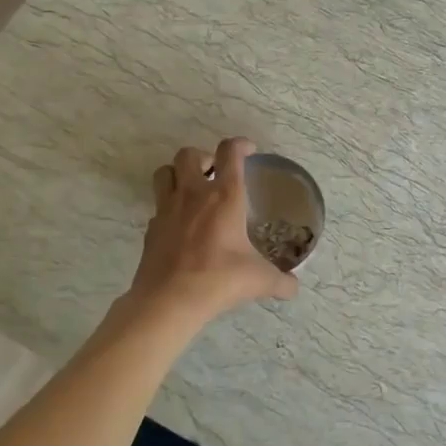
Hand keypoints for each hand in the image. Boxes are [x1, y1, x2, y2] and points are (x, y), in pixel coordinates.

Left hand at [126, 138, 299, 324]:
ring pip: (164, 172)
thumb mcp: (259, 280)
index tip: (249, 150)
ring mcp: (167, 209)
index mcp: (224, 196)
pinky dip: (169, 207)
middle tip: (215, 173)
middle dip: (203, 157)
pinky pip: (158, 206)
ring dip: (178, 173)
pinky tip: (180, 225)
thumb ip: (281, 281)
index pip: (230, 152)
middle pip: (189, 154)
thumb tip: (294, 287)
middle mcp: (193, 194)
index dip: (240, 144)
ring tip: (192, 189)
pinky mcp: (151, 228)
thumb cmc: (219, 279)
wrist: (169, 300)